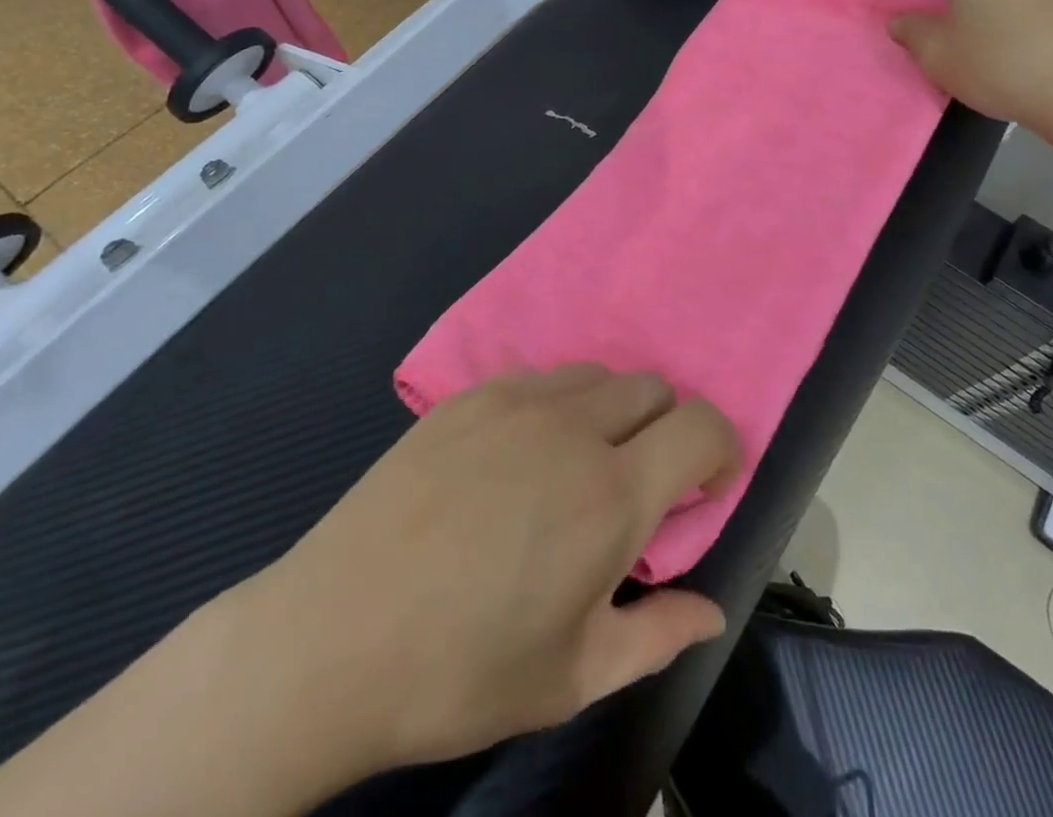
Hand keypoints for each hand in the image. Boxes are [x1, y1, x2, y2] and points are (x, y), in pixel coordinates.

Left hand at [226, 366, 742, 792]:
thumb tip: (710, 611)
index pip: (703, 425)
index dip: (721, 449)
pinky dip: (558, 405)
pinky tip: (520, 456)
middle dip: (666, 430)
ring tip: (578, 467)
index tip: (704, 488)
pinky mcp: (470, 396)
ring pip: (599, 375)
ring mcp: (517, 402)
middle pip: (655, 388)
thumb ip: (658, 634)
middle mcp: (574, 427)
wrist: (331, 639)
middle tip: (638, 486)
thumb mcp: (573, 677)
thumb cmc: (462, 672)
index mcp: (612, 494)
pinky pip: (541, 377)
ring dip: (613, 412)